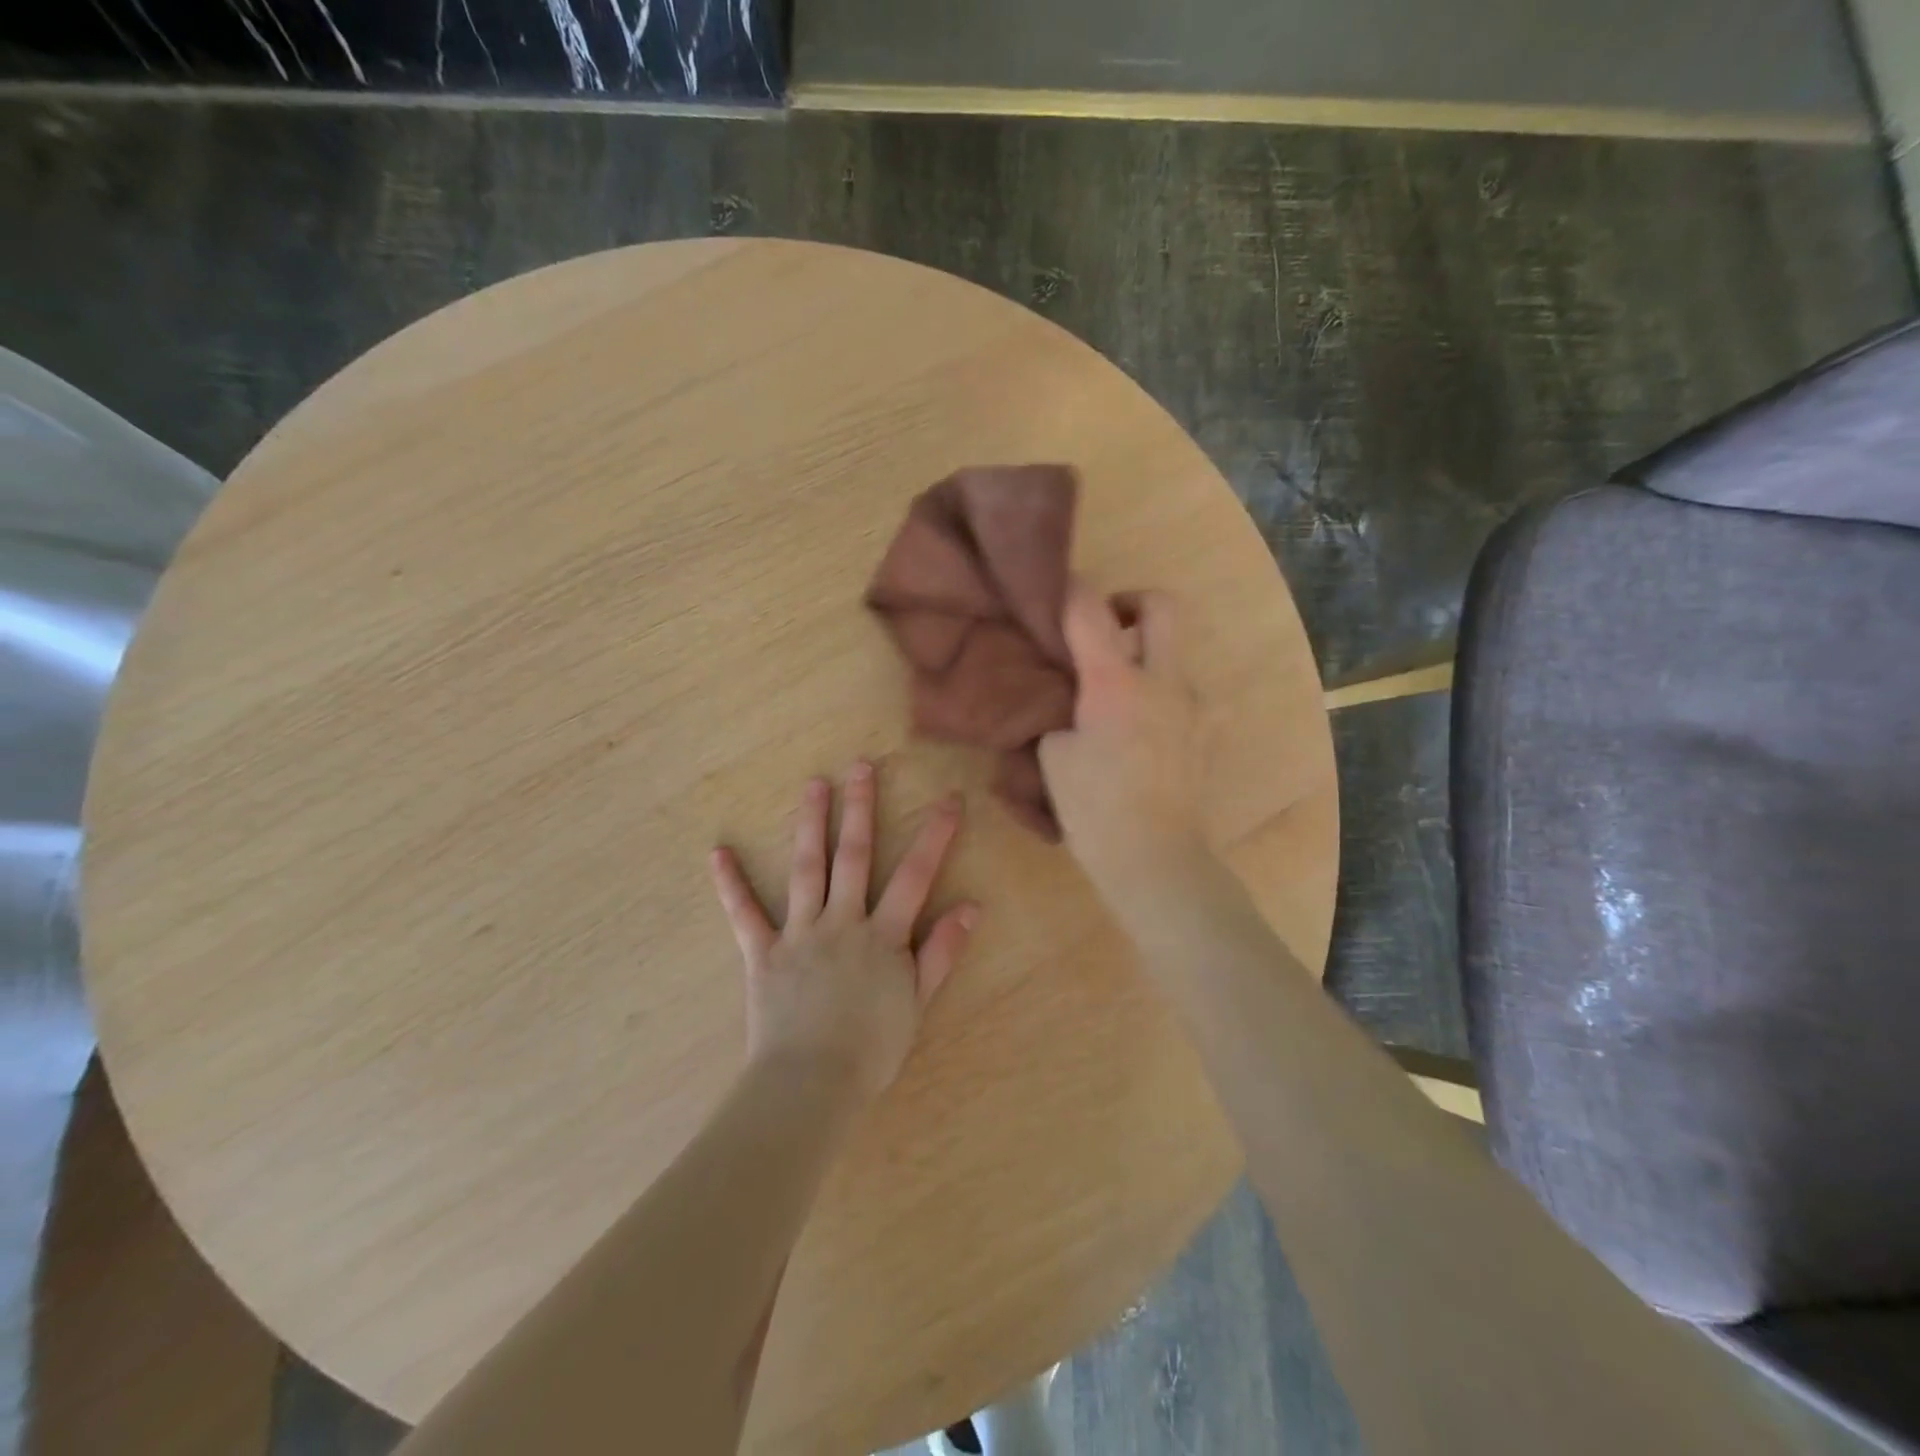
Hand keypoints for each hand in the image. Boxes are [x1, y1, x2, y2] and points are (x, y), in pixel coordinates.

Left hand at [708, 762, 977, 1100]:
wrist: (812, 1085)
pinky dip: (731, 885)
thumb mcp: (917, 1004)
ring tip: (813, 785)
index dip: (934, 836)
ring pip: (807, 869)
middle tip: (861, 766)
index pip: (915, 876)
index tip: (948, 800)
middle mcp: (842, 922)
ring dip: (810, 824)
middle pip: (854, 856)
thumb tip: (970, 908)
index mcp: (883, 936)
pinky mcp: (763, 954)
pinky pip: (745, 914)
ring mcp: (800, 934)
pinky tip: (718, 853)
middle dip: (860, 809)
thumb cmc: (871, 1050)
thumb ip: (941, 953)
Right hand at [1039, 581, 1210, 896]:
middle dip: (1133, 601)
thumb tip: (1067, 699)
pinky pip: (1182, 694)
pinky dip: (1159, 696)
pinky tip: (1139, 732)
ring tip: (1117, 696)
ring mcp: (1192, 705)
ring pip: (1174, 654)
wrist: (1155, 857)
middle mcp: (1162, 680)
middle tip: (1108, 627)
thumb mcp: (1052, 757)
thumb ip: (1057, 713)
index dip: (1069, 591)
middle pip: (1162, 606)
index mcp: (1115, 682)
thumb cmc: (1094, 809)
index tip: (1055, 593)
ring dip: (1146, 657)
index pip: (1090, 609)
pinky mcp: (1207, 732)